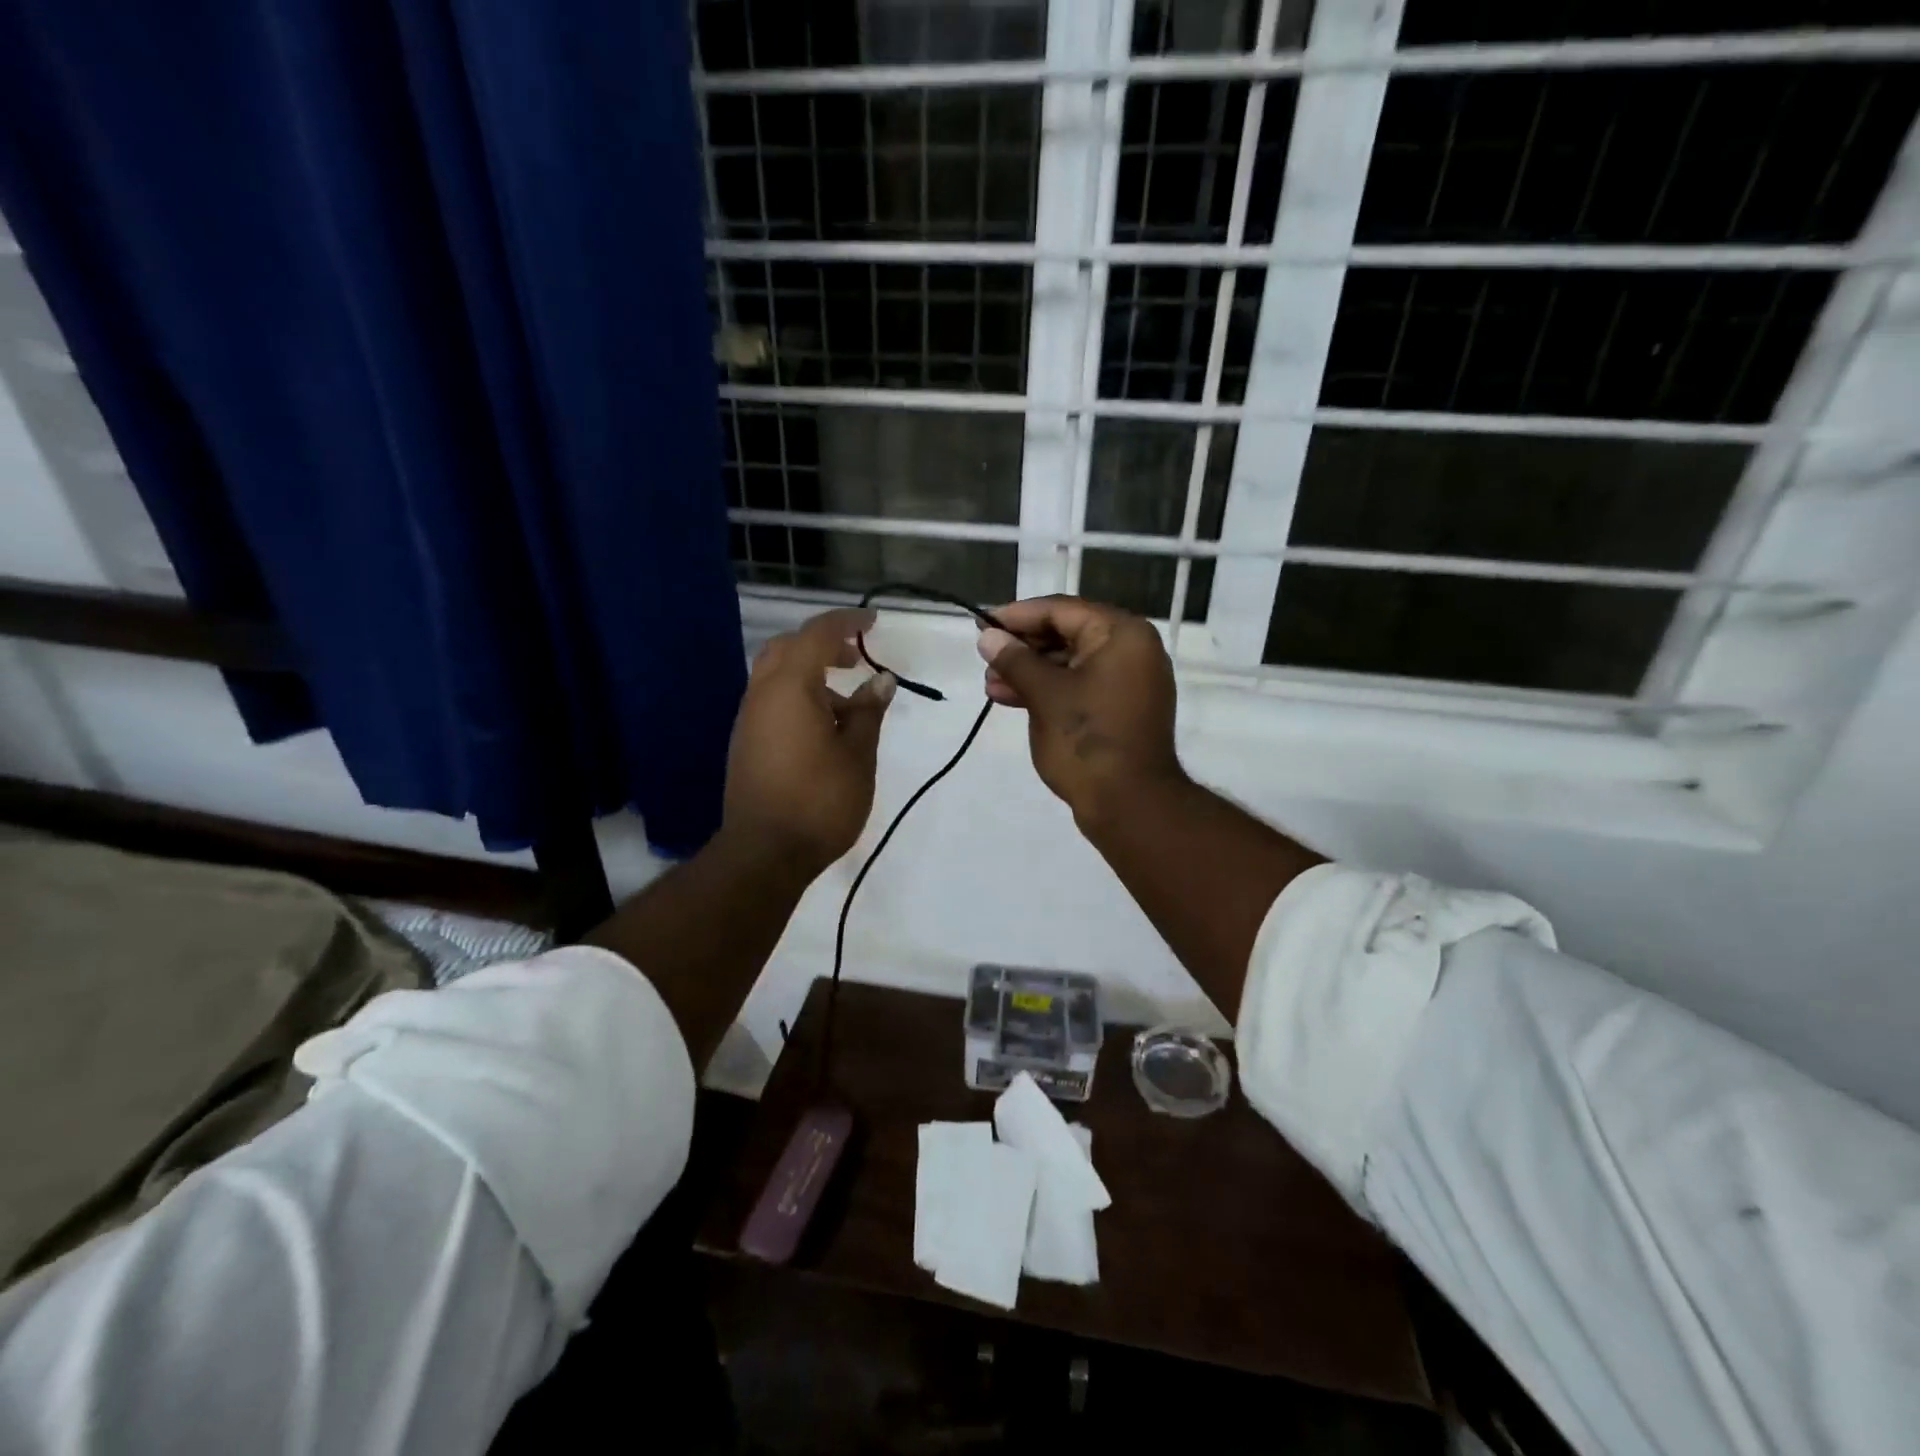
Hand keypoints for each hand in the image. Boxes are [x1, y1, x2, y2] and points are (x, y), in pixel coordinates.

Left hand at [724, 608, 895, 871]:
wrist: (764, 853)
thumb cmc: (820, 800)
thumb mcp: (857, 754)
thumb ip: (868, 711)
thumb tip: (880, 680)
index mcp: (789, 688)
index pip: (817, 635)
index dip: (847, 622)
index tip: (873, 622)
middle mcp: (762, 694)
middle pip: (788, 648)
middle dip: (823, 644)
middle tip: (855, 657)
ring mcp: (748, 719)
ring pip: (776, 675)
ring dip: (810, 673)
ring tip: (847, 703)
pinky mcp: (745, 742)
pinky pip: (771, 701)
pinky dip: (797, 696)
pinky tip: (823, 727)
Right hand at [976, 596, 1183, 824]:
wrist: (1130, 804)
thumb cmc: (1087, 740)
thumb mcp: (1044, 695)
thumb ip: (1014, 660)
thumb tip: (988, 637)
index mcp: (1122, 634)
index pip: (1061, 610)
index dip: (1017, 616)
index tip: (982, 625)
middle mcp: (1132, 650)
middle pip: (1067, 634)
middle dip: (1022, 647)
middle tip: (985, 657)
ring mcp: (1129, 681)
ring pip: (1070, 663)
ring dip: (1030, 671)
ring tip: (991, 685)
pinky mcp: (1120, 708)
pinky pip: (1080, 686)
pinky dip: (1048, 690)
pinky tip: (1011, 698)